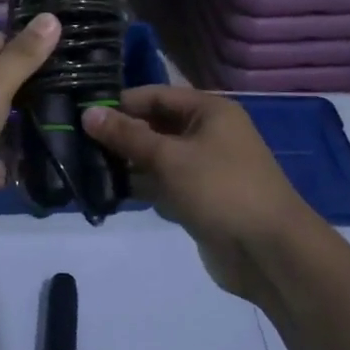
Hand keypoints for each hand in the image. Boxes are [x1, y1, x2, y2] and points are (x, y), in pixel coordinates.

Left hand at [0, 15, 61, 239]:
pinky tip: (38, 173)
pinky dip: (5, 168)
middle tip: (79, 103)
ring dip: (23, 136)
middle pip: (0, 87)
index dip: (31, 48)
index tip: (70, 58)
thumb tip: (52, 16)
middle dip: (33, 97)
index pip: (1, 43)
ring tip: (69, 140)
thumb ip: (24, 55)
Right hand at [84, 86, 320, 302]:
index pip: (156, 95)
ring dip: (128, 164)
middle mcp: (208, 134)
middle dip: (121, 136)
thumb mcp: (170, 158)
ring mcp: (205, 168)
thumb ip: (127, 135)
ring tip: (87, 169)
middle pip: (156, 126)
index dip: (122, 103)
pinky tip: (111, 194)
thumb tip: (88, 113)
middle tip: (78, 143)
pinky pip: (165, 185)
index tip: (83, 114)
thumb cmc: (221, 189)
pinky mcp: (200, 200)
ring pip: (158, 158)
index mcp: (209, 111)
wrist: (270, 253)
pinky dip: (143, 188)